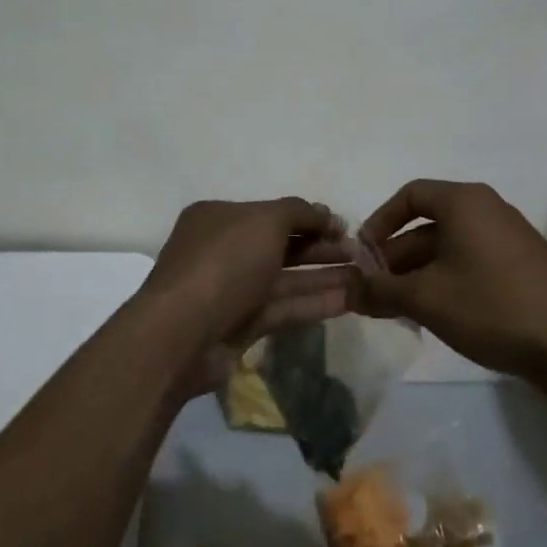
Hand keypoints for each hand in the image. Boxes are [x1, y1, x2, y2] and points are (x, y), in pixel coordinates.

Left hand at [143, 198, 360, 395]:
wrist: (181, 334)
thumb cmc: (223, 263)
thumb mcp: (264, 221)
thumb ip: (298, 212)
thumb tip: (324, 213)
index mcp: (219, 218)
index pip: (271, 213)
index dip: (309, 217)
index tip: (344, 226)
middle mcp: (224, 250)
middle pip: (281, 245)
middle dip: (321, 247)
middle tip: (360, 253)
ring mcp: (232, 290)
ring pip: (285, 279)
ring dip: (323, 276)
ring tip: (365, 277)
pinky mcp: (241, 326)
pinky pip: (283, 308)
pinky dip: (313, 303)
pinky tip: (349, 300)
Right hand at [356, 180, 546, 381]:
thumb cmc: (491, 305)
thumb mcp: (426, 298)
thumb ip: (380, 290)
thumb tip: (347, 288)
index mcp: (464, 202)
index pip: (410, 195)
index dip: (380, 222)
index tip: (363, 255)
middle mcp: (487, 210)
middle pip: (428, 225)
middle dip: (396, 258)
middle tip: (374, 293)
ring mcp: (509, 238)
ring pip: (450, 248)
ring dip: (419, 275)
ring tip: (398, 310)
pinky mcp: (523, 266)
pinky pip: (472, 263)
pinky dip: (447, 282)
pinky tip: (437, 316)